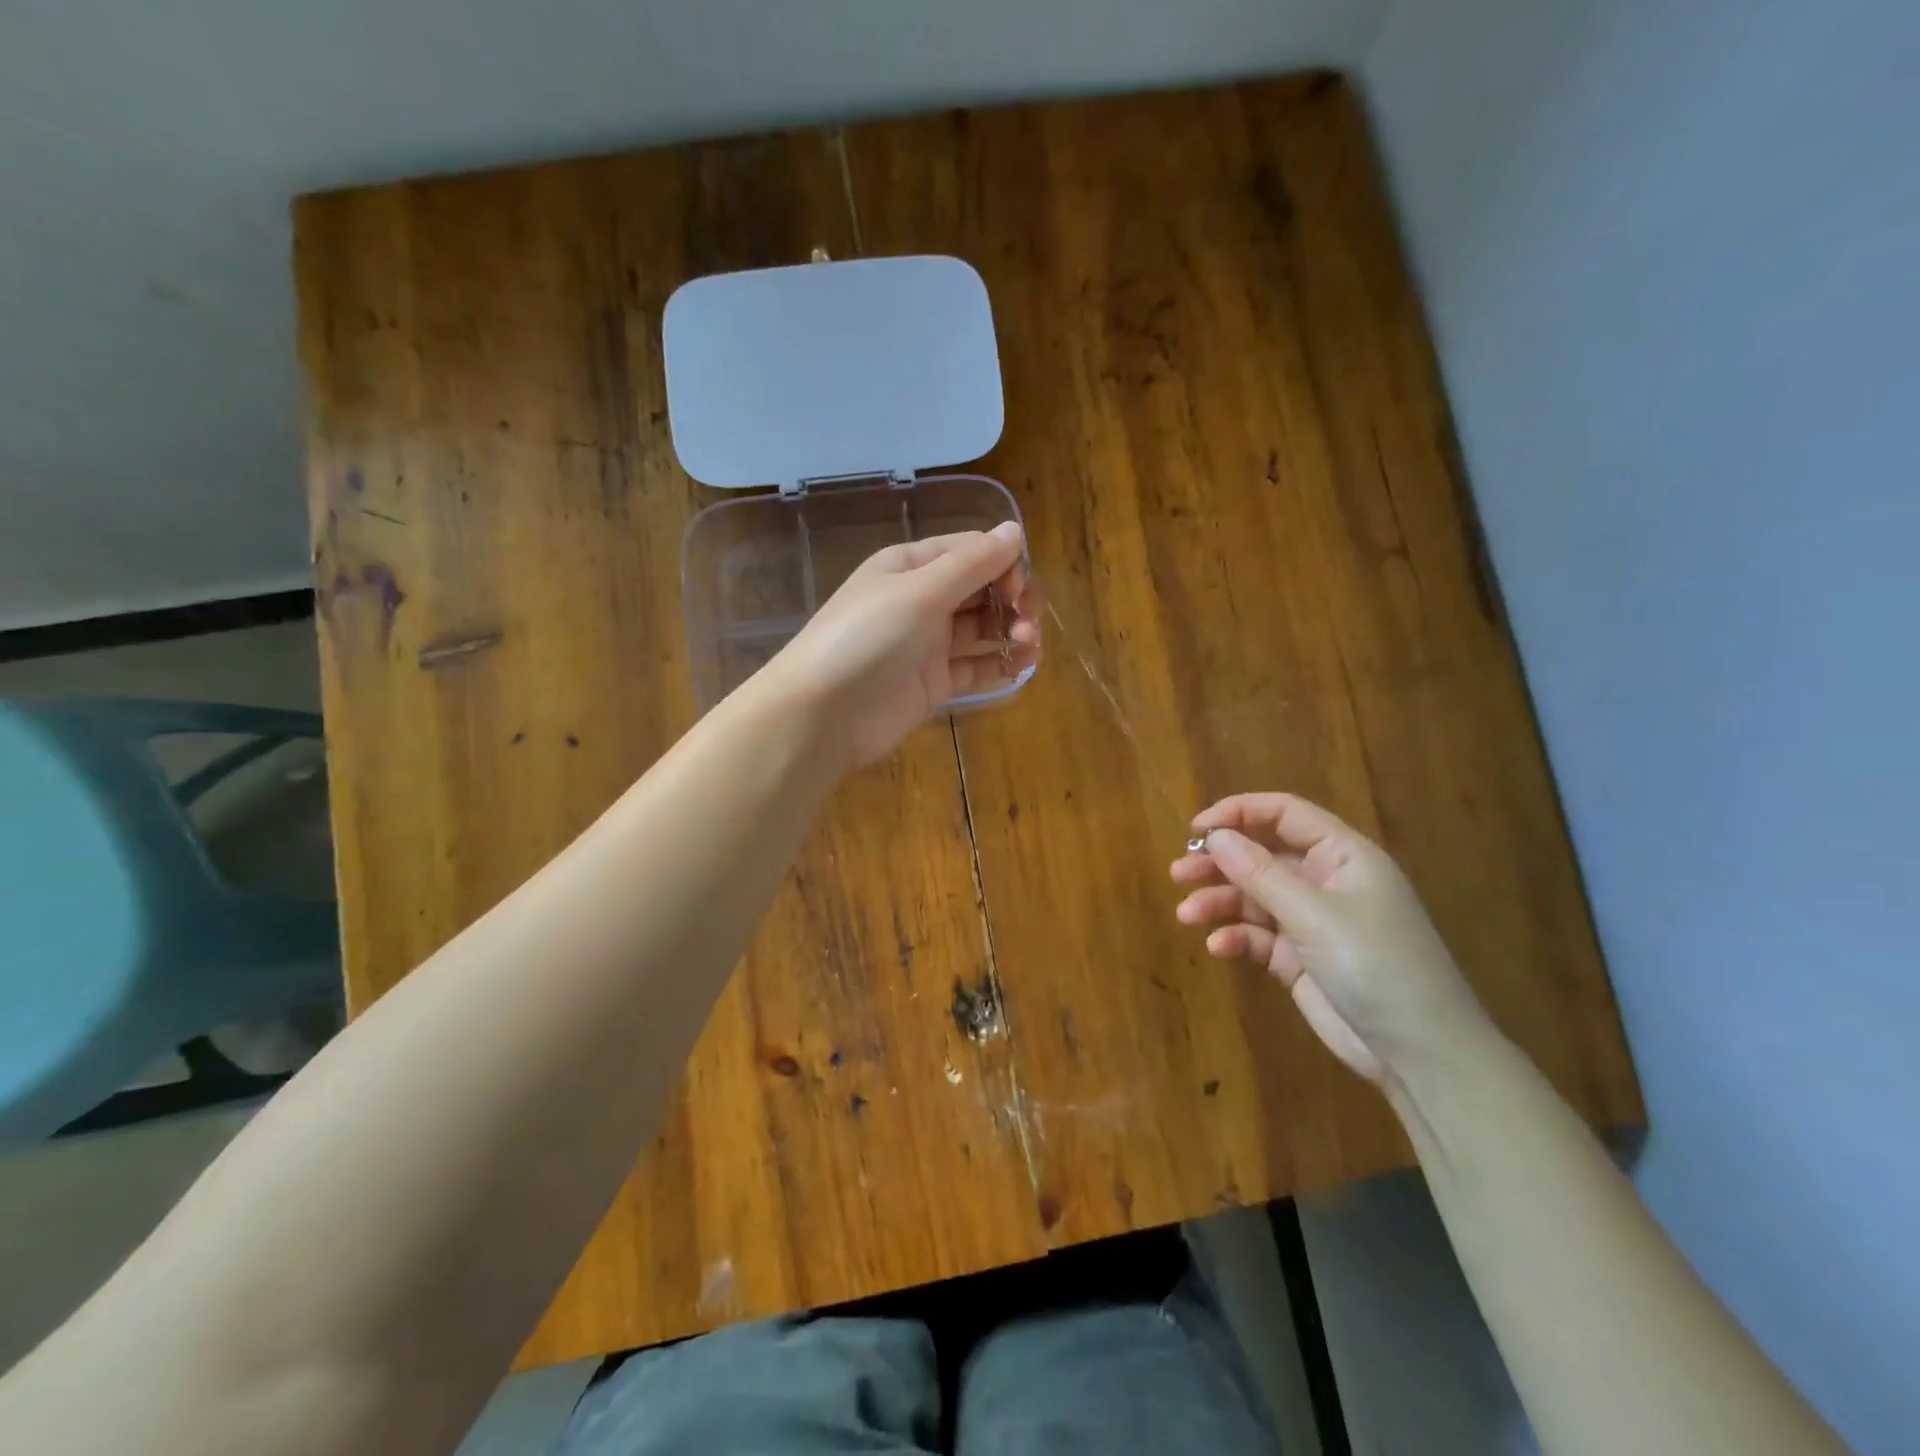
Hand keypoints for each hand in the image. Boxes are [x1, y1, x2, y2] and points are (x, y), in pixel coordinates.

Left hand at [761, 522, 1040, 768]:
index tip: (1018, 589)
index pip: (970, 551)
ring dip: (1012, 630)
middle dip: (1012, 599)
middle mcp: (921, 599)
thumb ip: (971, 563)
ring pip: (983, 627)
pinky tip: (1022, 665)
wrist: (824, 713)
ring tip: (1028, 645)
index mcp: (911, 566)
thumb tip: (1013, 531)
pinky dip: (1001, 663)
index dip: (1003, 563)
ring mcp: (928, 643)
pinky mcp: (934, 682)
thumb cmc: (868, 638)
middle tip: (1028, 623)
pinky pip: (976, 666)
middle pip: (982, 588)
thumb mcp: (920, 592)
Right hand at [1170, 793, 1490, 1083]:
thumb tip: (1214, 837)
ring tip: (1188, 915)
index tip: (1196, 828)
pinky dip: (1238, 938)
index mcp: (1342, 855)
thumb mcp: (1313, 914)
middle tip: (1179, 872)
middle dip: (1220, 862)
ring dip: (1220, 902)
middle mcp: (1326, 881)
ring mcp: (1313, 921)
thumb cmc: (1374, 964)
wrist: (1420, 1053)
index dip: (1239, 813)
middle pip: (1262, 856)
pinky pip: (1260, 936)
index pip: (1284, 814)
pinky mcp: (1301, 959)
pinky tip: (1219, 948)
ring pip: (1255, 897)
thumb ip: (1260, 873)